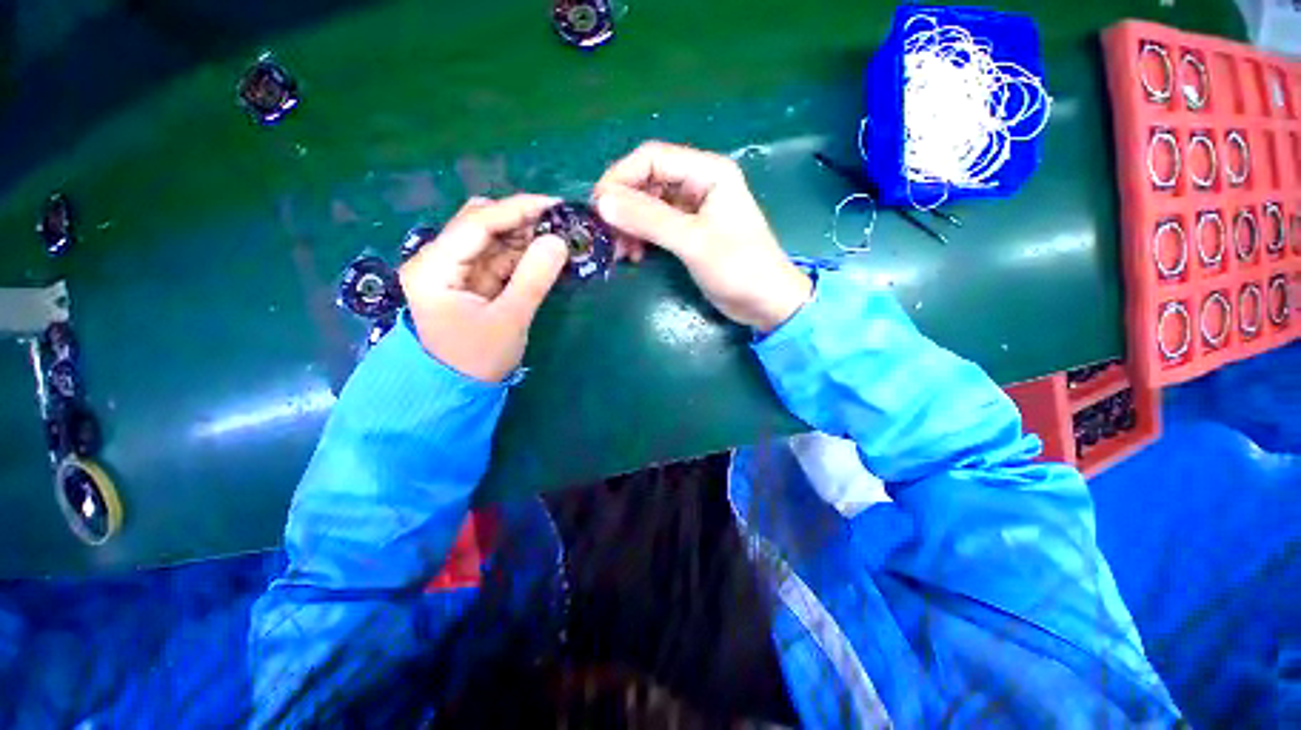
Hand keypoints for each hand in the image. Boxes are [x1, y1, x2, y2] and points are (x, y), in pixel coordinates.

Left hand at [399, 195, 568, 382]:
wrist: (456, 390)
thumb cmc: (477, 359)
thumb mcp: (510, 320)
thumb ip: (534, 278)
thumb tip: (558, 241)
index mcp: (435, 267)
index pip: (476, 222)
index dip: (517, 209)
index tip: (555, 205)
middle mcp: (438, 259)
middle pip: (480, 224)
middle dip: (521, 221)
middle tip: (561, 225)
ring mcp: (453, 270)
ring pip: (491, 240)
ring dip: (524, 238)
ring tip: (559, 240)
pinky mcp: (469, 281)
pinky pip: (497, 259)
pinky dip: (521, 256)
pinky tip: (544, 256)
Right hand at [593, 141, 811, 331]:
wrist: (766, 303)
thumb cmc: (739, 268)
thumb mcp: (693, 242)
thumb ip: (649, 219)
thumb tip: (602, 202)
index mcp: (707, 172)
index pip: (651, 158)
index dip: (620, 178)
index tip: (597, 208)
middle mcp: (698, 184)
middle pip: (647, 181)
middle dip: (623, 207)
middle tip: (605, 235)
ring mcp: (693, 210)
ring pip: (648, 206)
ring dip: (629, 226)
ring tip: (619, 252)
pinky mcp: (689, 233)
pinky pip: (655, 227)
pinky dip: (641, 238)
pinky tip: (634, 256)